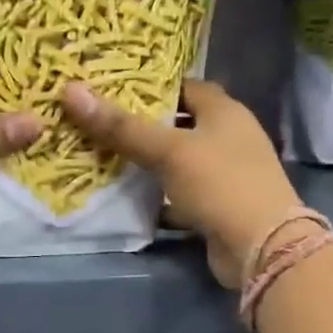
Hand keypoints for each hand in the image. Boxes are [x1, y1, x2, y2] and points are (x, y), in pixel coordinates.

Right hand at [60, 78, 302, 289]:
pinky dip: (157, 196)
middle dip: (142, 126)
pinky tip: (126, 197)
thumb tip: (71, 91)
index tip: (111, 88)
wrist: (261, 247)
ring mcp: (225, 174)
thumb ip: (121, 126)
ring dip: (148, 162)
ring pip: (178, 161)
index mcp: (224, 111)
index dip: (150, 86)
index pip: (184, 86)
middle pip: (179, 124)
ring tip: (102, 156)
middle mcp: (228, 137)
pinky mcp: (217, 206)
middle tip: (99, 122)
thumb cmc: (219, 183)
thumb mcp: (168, 151)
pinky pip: (180, 194)